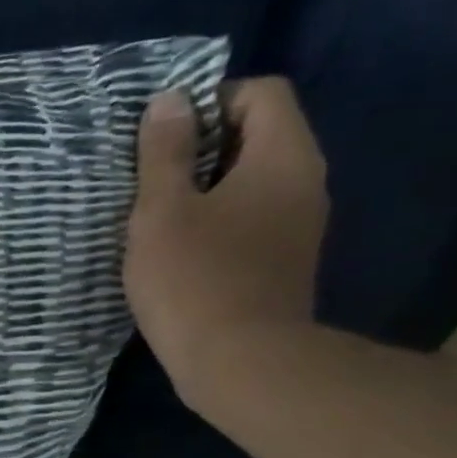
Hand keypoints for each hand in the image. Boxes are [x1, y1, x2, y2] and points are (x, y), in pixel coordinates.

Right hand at [124, 77, 330, 411]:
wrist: (241, 364)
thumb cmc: (195, 280)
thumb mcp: (163, 211)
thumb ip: (165, 153)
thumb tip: (170, 100)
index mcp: (283, 157)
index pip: (261, 93)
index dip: (211, 101)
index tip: (164, 138)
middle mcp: (305, 182)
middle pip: (259, 137)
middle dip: (203, 148)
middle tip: (151, 179)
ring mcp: (299, 228)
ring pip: (252, 184)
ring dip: (205, 191)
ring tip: (158, 219)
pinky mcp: (283, 265)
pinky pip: (251, 221)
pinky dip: (217, 224)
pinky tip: (179, 254)